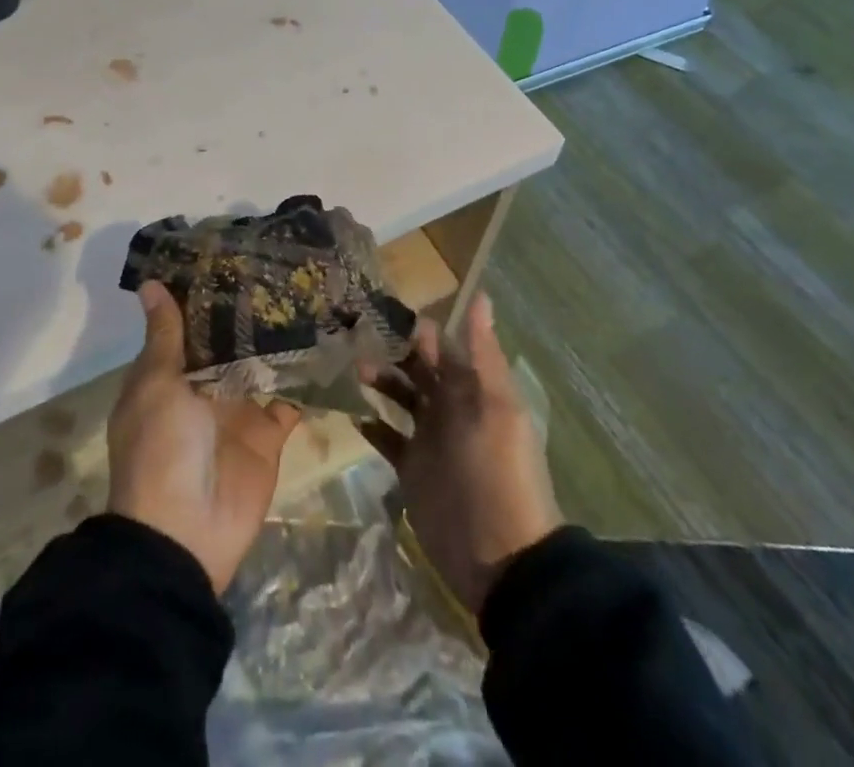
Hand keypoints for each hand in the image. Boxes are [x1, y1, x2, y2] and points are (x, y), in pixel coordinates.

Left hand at [107, 281, 300, 592]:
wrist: (185, 534)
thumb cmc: (162, 448)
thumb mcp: (156, 385)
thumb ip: (165, 336)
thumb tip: (149, 284)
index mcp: (170, 373)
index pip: (189, 323)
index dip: (205, 291)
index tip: (232, 250)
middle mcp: (204, 385)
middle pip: (228, 340)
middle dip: (249, 309)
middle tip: (282, 263)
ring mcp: (238, 410)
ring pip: (261, 363)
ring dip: (280, 337)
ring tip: (310, 291)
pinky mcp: (268, 433)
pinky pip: (289, 399)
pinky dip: (305, 378)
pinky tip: (327, 342)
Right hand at [361, 294, 561, 616]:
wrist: (499, 556)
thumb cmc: (498, 472)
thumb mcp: (496, 407)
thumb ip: (483, 354)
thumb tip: (482, 296)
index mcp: (472, 392)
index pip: (444, 350)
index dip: (421, 331)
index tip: (388, 309)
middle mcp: (449, 409)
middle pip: (418, 371)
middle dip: (394, 352)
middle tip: (359, 334)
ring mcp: (428, 440)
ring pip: (400, 399)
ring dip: (381, 382)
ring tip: (356, 369)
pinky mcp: (411, 470)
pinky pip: (388, 439)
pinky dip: (372, 426)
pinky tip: (354, 414)